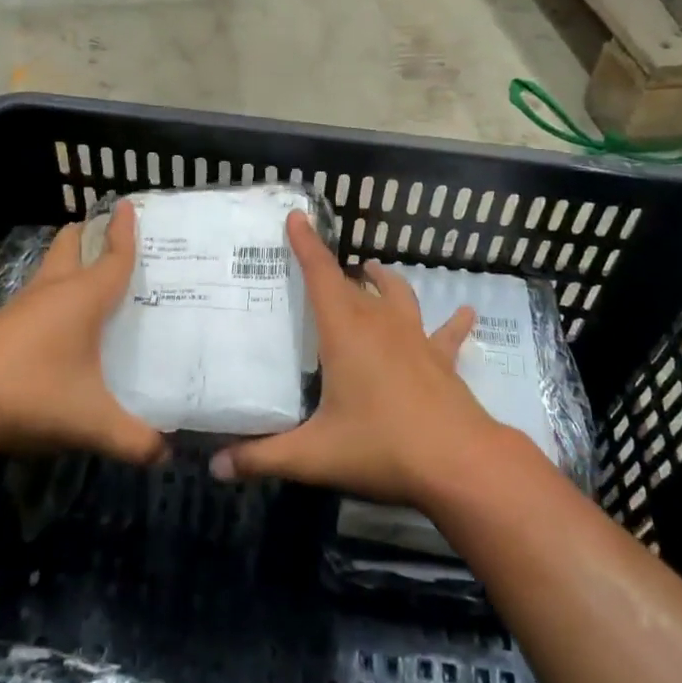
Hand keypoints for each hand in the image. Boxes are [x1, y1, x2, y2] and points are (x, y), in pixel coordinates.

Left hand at [0, 201, 165, 465]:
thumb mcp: (91, 422)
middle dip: (88, 235)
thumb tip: (166, 456)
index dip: (125, 232)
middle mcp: (51, 293)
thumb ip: (134, 440)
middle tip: (106, 232)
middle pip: (70, 248)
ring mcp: (19, 309)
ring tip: (88, 279)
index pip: (113, 257)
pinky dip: (50, 298)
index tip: (128, 203)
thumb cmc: (30, 396)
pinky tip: (56, 327)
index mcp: (82, 299)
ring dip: (67, 265)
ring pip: (48, 272)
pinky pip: (34, 300)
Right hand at [210, 211, 504, 507]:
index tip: (296, 217)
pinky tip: (466, 311)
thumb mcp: (313, 455)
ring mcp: (415, 338)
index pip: (320, 276)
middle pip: (353, 285)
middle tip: (314, 266)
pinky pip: (446, 333)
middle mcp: (380, 324)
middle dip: (332, 270)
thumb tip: (215, 465)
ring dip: (382, 281)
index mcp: (345, 332)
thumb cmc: (381, 447)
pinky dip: (453, 322)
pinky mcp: (442, 359)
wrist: (459, 462)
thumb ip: (261, 457)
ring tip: (371, 271)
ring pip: (398, 295)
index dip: (306, 245)